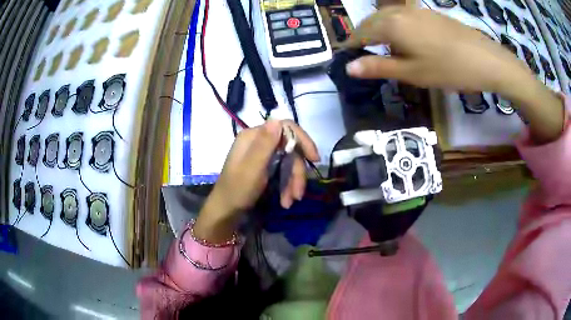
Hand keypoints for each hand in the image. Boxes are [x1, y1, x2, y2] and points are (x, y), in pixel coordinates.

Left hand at [194, 120, 319, 242]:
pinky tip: (286, 201)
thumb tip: (276, 119)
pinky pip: (283, 171)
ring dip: (293, 182)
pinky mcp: (265, 167)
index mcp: (253, 136)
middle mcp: (259, 141)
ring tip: (290, 201)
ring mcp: (262, 154)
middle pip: (290, 148)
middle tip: (298, 194)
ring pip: (289, 162)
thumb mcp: (252, 169)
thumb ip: (264, 144)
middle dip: (297, 171)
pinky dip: (287, 185)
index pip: (286, 128)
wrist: (226, 212)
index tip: (314, 159)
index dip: (303, 140)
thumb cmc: (237, 191)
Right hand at [343, 7, 530, 93]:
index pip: (361, 33)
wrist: (485, 59)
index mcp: (391, 25)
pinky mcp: (429, 13)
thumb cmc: (448, 69)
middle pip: (372, 21)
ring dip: (379, 30)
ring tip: (382, 48)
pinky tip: (405, 39)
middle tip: (362, 53)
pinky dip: (395, 26)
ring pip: (387, 16)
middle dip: (363, 36)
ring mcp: (416, 10)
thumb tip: (349, 67)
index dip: (351, 45)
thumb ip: (379, 68)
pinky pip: (403, 16)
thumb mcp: (412, 73)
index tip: (346, 57)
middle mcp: (399, 12)